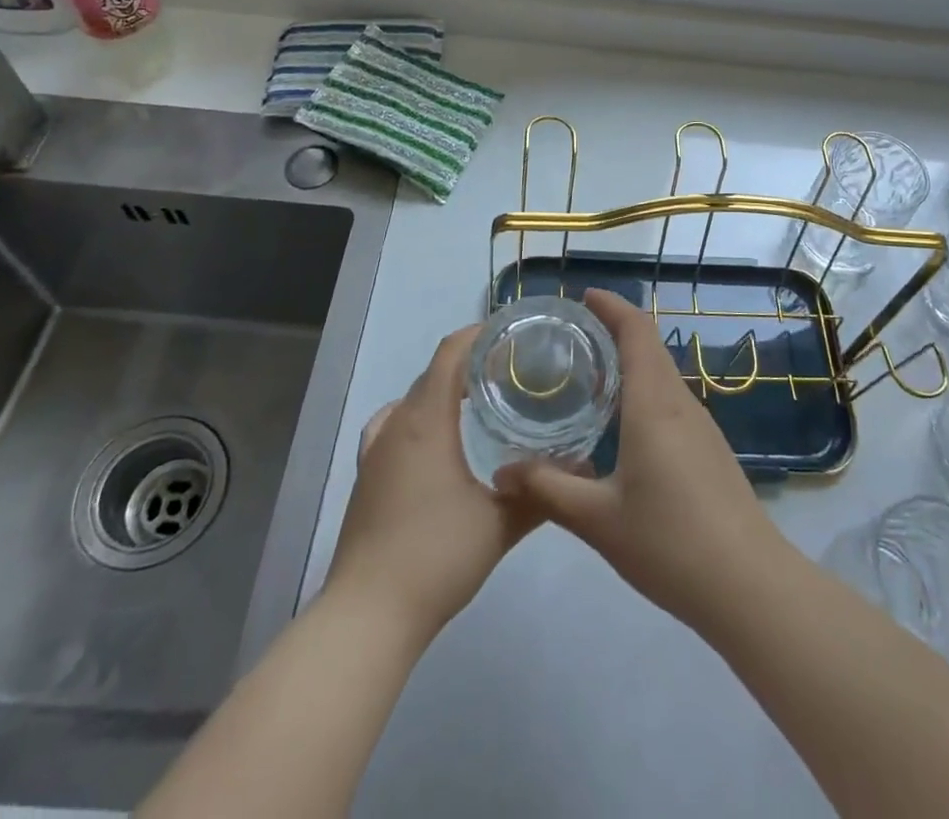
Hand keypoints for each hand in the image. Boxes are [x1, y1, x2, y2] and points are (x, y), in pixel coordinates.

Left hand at [324, 326, 539, 643]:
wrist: (368, 615)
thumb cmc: (436, 557)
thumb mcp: (500, 524)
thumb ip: (542, 494)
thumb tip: (582, 470)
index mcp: (427, 420)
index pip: (450, 353)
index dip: (478, 334)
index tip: (511, 334)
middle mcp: (397, 424)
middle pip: (432, 373)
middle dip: (468, 363)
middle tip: (510, 372)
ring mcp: (375, 450)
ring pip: (411, 399)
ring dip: (442, 391)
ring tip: (477, 403)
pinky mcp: (366, 477)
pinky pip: (392, 426)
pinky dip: (417, 418)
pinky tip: (435, 443)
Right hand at [496, 289, 791, 635]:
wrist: (749, 586)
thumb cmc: (670, 543)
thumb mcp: (598, 520)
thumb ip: (548, 490)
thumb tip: (503, 472)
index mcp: (653, 404)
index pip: (636, 331)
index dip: (612, 306)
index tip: (583, 297)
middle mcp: (680, 403)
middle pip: (649, 346)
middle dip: (615, 329)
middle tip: (571, 336)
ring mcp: (701, 426)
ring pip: (662, 374)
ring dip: (630, 361)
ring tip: (589, 374)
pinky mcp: (709, 449)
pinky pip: (671, 400)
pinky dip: (644, 390)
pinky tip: (621, 424)